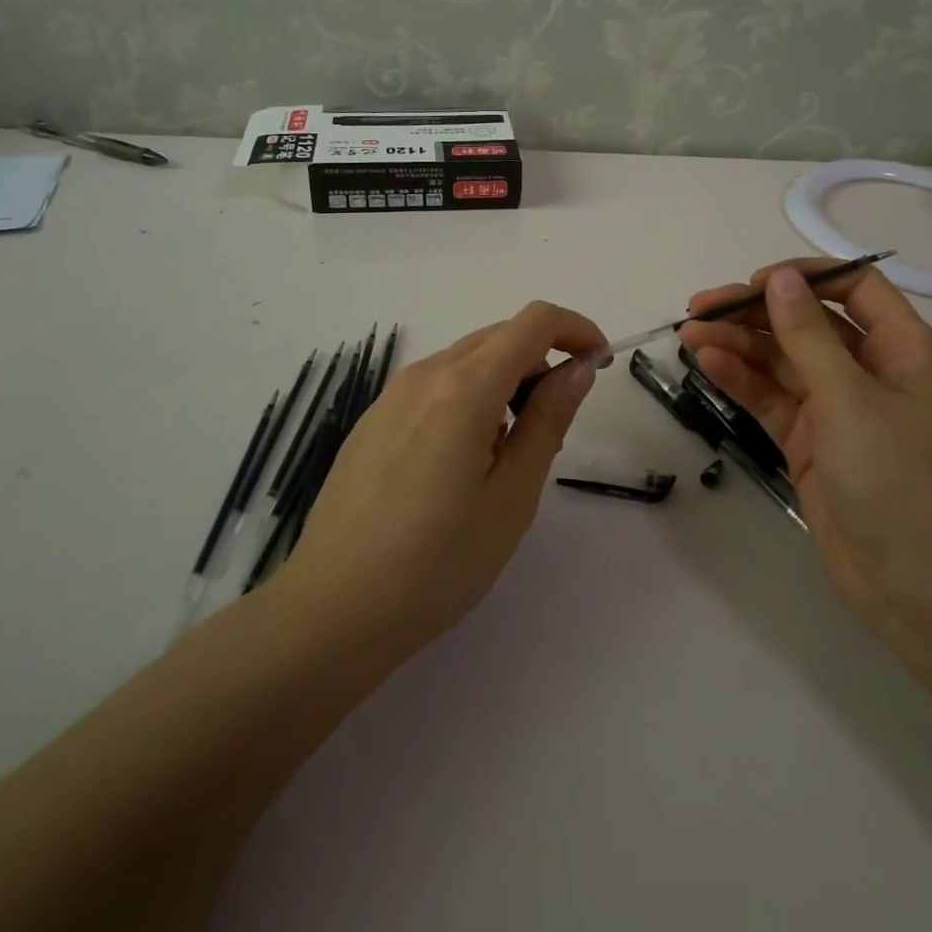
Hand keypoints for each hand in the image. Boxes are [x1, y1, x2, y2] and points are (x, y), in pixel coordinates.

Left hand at [280, 301, 606, 659]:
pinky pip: (435, 386)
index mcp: (464, 387)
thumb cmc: (438, 562)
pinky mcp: (373, 419)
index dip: (576, 330)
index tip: (598, 365)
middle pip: (499, 336)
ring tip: (508, 453)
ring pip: (466, 361)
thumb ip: (548, 420)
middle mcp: (426, 374)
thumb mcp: (512, 495)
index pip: (534, 322)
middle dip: (542, 360)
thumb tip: (577, 369)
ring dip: (505, 382)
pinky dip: (469, 398)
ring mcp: (392, 395)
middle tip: (555, 424)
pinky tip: (461, 462)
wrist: (333, 608)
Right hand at [677, 260, 931, 635]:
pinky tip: (708, 364)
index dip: (805, 277)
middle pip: (807, 323)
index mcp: (902, 349)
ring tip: (689, 335)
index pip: (853, 287)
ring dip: (739, 345)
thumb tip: (779, 278)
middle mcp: (870, 371)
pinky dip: (742, 380)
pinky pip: (773, 399)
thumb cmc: (898, 478)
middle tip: (700, 308)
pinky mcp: (812, 442)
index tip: (754, 283)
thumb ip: (808, 334)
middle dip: (755, 312)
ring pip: (783, 361)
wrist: (918, 587)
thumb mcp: (850, 398)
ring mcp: (839, 409)